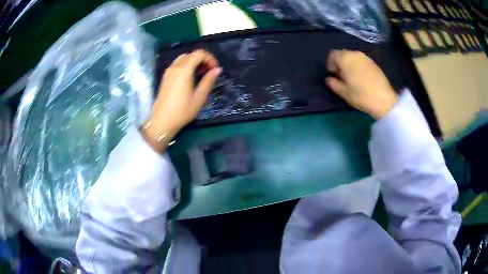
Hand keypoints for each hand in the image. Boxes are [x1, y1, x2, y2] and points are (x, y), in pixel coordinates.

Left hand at [143, 49, 220, 152]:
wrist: (161, 121)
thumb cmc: (182, 111)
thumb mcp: (199, 97)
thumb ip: (208, 81)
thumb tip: (217, 69)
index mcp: (184, 70)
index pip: (199, 53)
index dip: (210, 58)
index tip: (215, 69)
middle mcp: (175, 67)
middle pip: (191, 54)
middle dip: (203, 59)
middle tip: (209, 72)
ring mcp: (168, 71)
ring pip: (183, 58)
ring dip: (194, 62)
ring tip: (200, 75)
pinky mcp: (165, 77)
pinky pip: (177, 65)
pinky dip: (186, 66)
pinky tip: (190, 78)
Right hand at [325, 50, 397, 118]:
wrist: (384, 99)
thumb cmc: (361, 95)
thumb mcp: (343, 92)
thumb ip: (333, 84)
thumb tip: (328, 79)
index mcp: (345, 58)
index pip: (332, 55)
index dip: (330, 64)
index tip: (332, 74)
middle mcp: (354, 54)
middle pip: (342, 54)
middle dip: (339, 63)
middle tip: (340, 76)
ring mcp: (365, 57)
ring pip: (352, 57)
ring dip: (348, 64)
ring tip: (351, 77)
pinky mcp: (373, 63)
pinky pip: (360, 61)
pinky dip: (357, 66)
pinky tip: (360, 77)